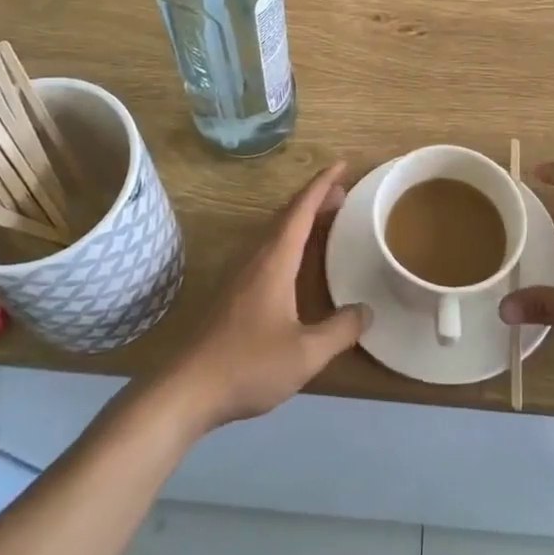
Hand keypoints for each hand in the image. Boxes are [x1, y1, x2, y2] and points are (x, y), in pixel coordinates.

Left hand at [163, 163, 368, 430]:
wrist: (186, 390)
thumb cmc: (248, 365)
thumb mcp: (305, 353)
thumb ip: (340, 330)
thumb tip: (367, 310)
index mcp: (274, 262)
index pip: (301, 211)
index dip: (322, 185)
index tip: (342, 164)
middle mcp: (256, 259)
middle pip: (287, 216)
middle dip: (315, 199)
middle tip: (344, 193)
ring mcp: (240, 275)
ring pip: (275, 233)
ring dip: (301, 219)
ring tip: (326, 220)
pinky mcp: (233, 294)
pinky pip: (268, 250)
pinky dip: (290, 241)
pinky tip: (297, 262)